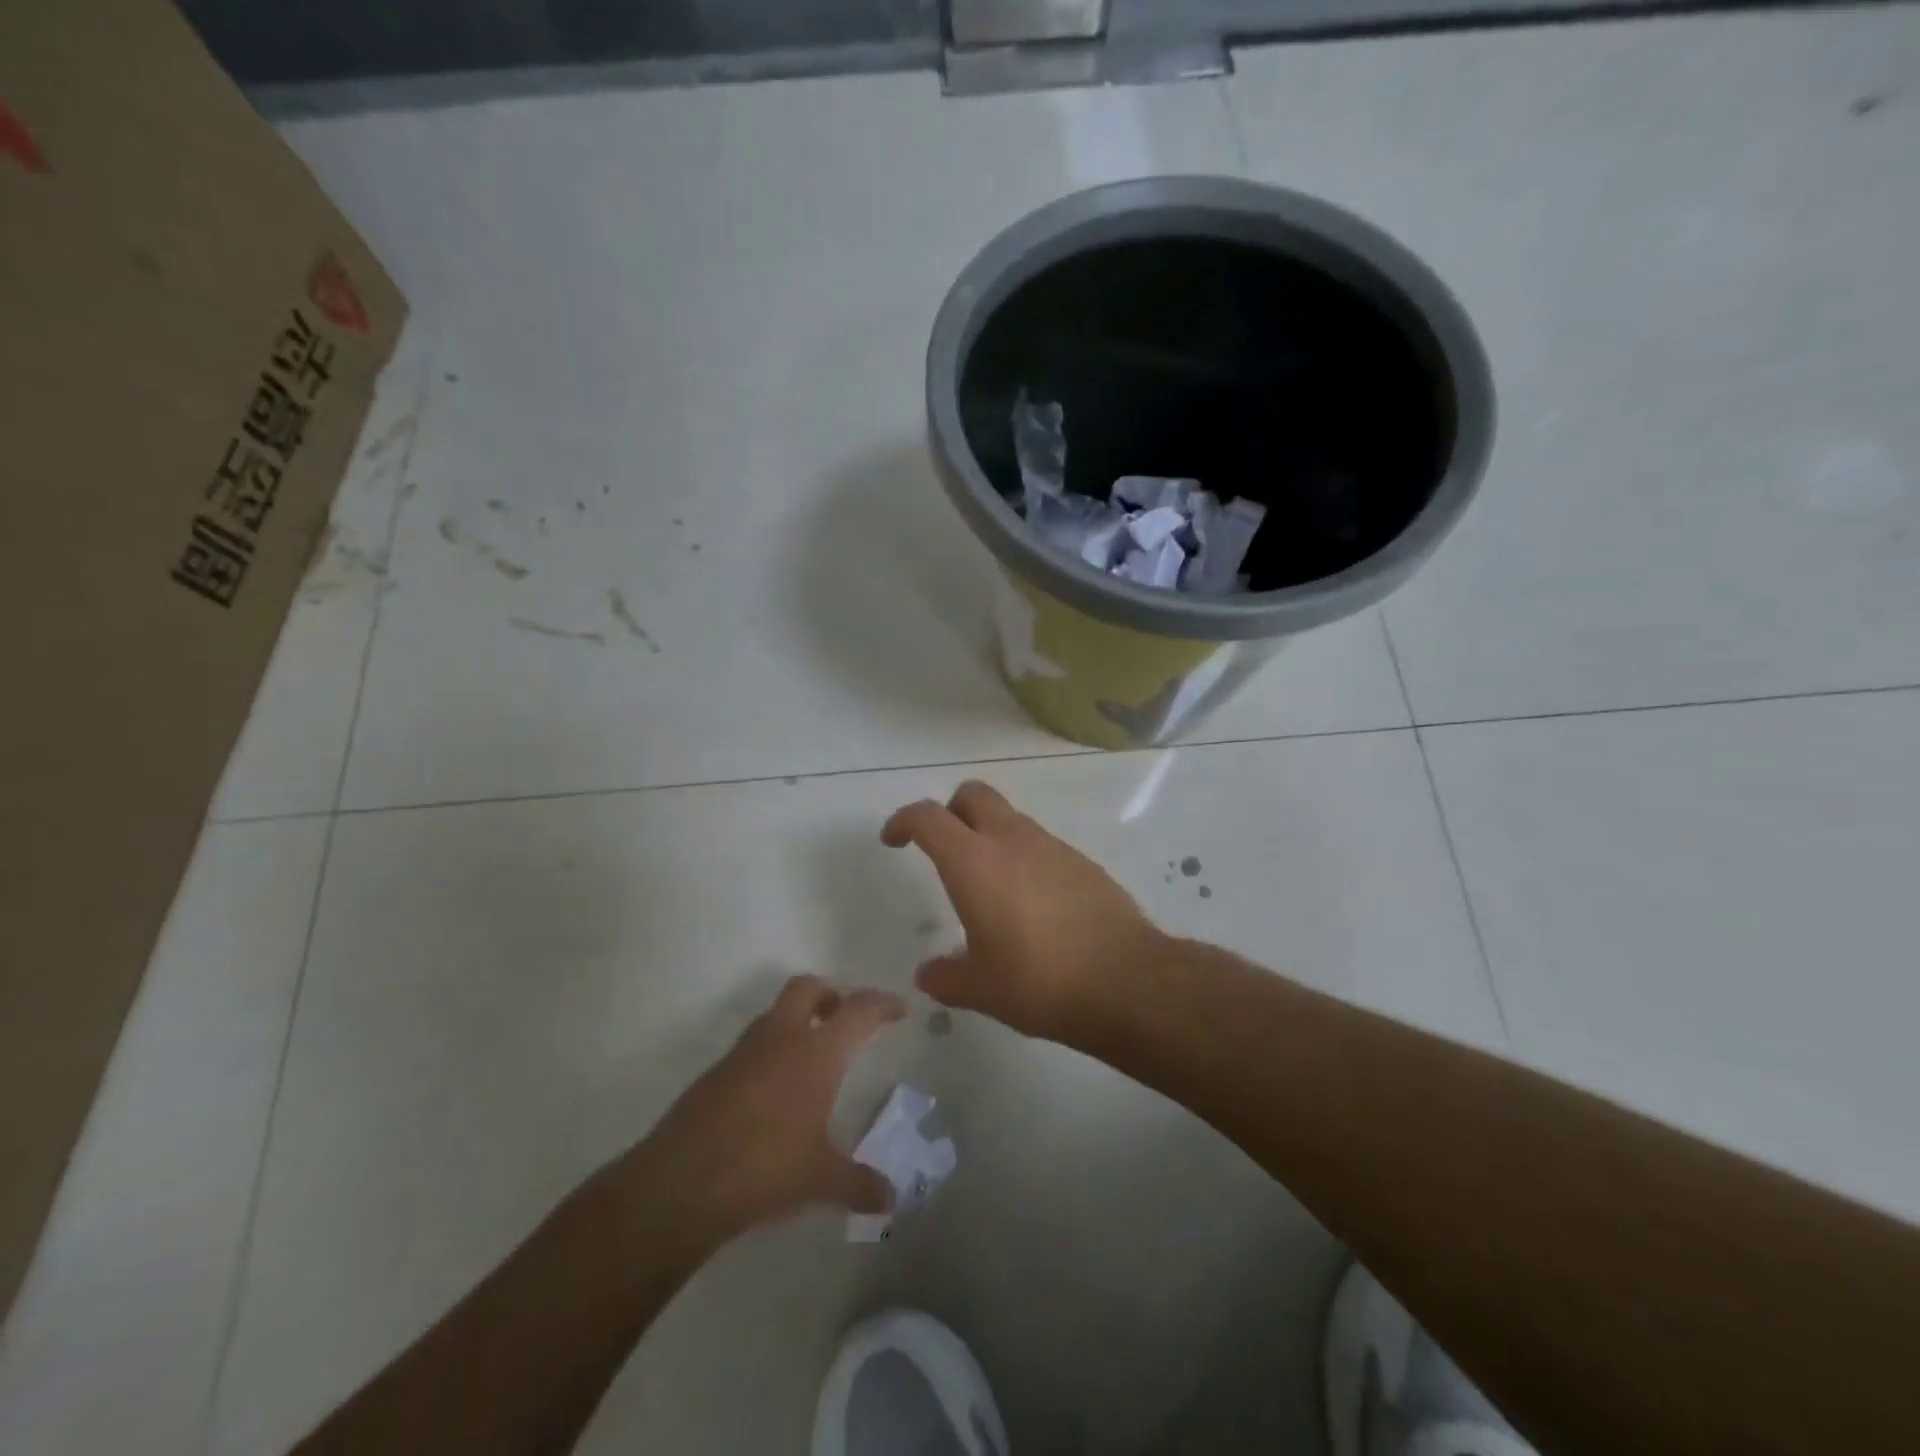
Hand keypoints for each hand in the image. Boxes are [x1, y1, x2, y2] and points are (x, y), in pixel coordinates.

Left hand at [617, 976, 904, 1246]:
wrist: (680, 1183)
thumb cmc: (765, 1168)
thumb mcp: (821, 1180)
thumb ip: (860, 1185)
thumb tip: (891, 1199)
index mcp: (816, 1052)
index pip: (858, 1010)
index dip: (882, 1004)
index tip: (899, 1010)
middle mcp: (781, 1038)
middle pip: (808, 988)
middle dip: (831, 995)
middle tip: (846, 1020)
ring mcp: (743, 1052)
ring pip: (776, 1014)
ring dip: (798, 1022)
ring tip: (813, 1060)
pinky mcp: (715, 1074)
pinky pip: (753, 1047)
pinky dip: (772, 1053)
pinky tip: (776, 1094)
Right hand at [881, 781, 1165, 1040]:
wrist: (1125, 981)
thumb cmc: (1039, 981)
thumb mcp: (981, 989)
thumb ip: (946, 978)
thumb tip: (927, 975)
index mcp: (974, 862)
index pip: (928, 817)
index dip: (903, 821)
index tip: (893, 840)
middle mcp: (1011, 840)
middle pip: (973, 794)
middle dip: (951, 811)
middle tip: (944, 849)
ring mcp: (1052, 846)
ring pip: (1010, 818)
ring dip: (990, 835)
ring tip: (990, 887)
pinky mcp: (1082, 861)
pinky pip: (1041, 844)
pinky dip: (1024, 857)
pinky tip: (1032, 904)